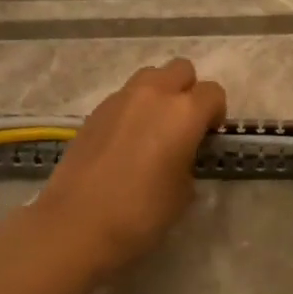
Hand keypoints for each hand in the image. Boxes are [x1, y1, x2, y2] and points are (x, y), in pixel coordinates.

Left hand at [39, 58, 226, 275]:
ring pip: (150, 76)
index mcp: (184, 112)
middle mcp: (154, 94)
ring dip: (159, 93)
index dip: (216, 113)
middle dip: (188, 91)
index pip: (213, 93)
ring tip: (153, 128)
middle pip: (181, 69)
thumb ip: (189, 161)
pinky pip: (124, 96)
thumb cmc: (141, 212)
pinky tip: (125, 141)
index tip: (208, 136)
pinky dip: (132, 109)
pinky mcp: (95, 111)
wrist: (76, 224)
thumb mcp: (183, 193)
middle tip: (183, 125)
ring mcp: (121, 98)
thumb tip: (180, 156)